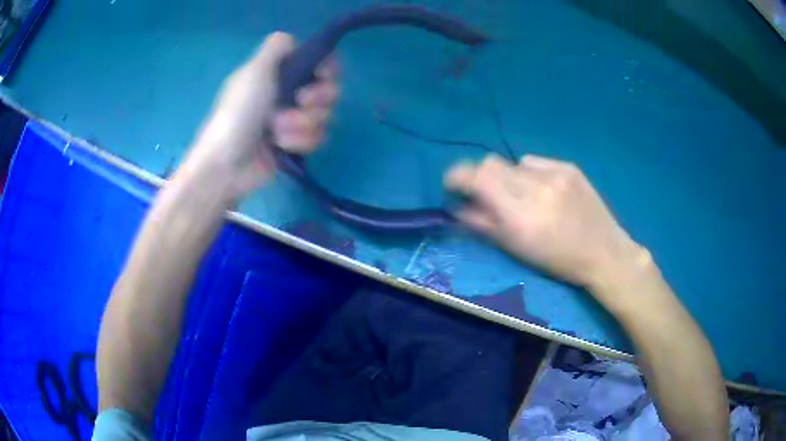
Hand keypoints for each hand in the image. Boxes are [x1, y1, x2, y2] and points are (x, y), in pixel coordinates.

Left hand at [180, 32, 338, 196]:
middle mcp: (289, 93)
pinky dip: (300, 141)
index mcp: (279, 73)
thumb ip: (276, 48)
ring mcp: (293, 120)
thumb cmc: (239, 113)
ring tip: (278, 132)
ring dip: (303, 123)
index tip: (322, 74)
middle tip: (301, 102)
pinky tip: (281, 147)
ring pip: (325, 116)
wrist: (227, 163)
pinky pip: (317, 137)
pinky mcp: (295, 144)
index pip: (318, 63)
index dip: (327, 68)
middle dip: (318, 98)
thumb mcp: (254, 71)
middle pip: (328, 89)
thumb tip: (292, 40)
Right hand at [445, 154, 647, 289]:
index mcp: (520, 216)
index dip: (457, 176)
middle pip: (491, 164)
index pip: (477, 178)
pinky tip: (544, 190)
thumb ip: (484, 225)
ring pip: (513, 163)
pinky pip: (535, 162)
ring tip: (525, 197)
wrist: (604, 252)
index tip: (453, 184)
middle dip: (481, 177)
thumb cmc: (558, 261)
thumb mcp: (518, 250)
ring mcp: (555, 173)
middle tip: (487, 194)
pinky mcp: (568, 166)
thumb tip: (458, 207)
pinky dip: (530, 174)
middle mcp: (535, 187)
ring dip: (509, 178)